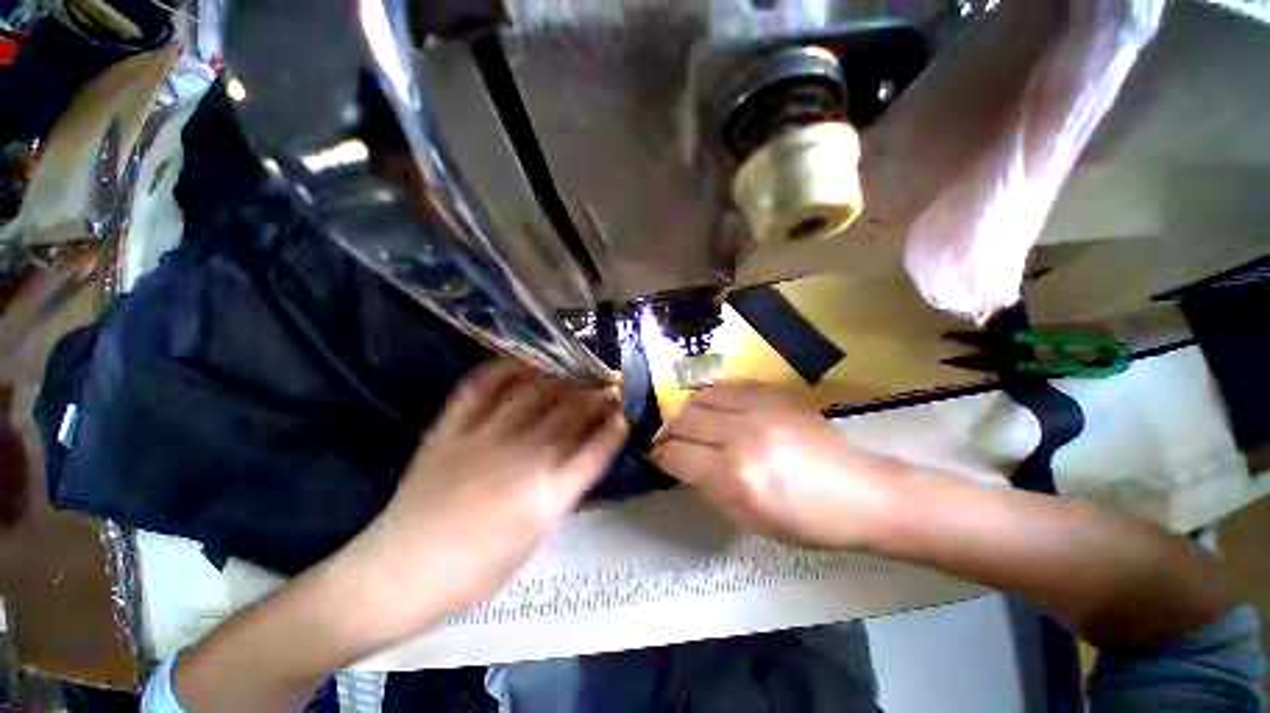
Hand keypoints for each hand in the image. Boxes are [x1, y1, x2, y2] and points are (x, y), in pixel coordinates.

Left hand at [335, 360, 625, 640]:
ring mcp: (485, 438)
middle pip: (569, 414)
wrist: (404, 569)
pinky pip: (482, 387)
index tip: (623, 413)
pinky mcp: (453, 428)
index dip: (614, 428)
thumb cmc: (478, 567)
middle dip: (594, 396)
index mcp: (546, 496)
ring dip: (561, 380)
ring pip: (535, 394)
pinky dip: (505, 369)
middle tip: (604, 386)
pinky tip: (524, 362)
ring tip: (573, 373)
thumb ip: (563, 491)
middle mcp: (522, 459)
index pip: (595, 451)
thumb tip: (583, 453)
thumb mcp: (535, 536)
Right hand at [651, 381, 900, 550]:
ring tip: (688, 423)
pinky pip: (727, 385)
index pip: (676, 455)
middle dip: (668, 432)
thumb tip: (680, 466)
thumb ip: (706, 488)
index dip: (660, 456)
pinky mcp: (773, 394)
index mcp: (735, 476)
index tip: (656, 457)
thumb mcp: (747, 519)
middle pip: (684, 421)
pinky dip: (711, 396)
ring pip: (701, 398)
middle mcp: (741, 436)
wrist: (860, 492)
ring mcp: (759, 409)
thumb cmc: (804, 520)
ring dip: (686, 412)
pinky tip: (712, 406)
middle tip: (669, 441)